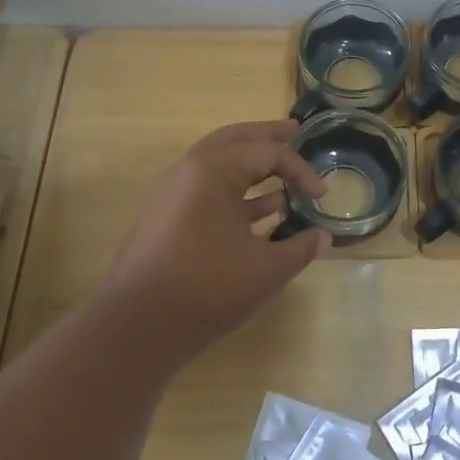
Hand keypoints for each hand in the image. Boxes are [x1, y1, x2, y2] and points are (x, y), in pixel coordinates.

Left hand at [101, 121, 329, 356]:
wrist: (135, 327)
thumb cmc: (206, 288)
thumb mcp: (265, 270)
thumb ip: (299, 249)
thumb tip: (323, 238)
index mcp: (214, 170)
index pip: (268, 153)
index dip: (301, 171)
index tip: (322, 195)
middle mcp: (189, 170)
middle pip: (235, 140)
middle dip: (266, 136)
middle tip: (293, 131)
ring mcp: (172, 193)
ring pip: (218, 164)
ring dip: (250, 165)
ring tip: (280, 176)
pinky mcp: (165, 218)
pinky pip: (206, 189)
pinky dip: (234, 191)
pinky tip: (258, 213)